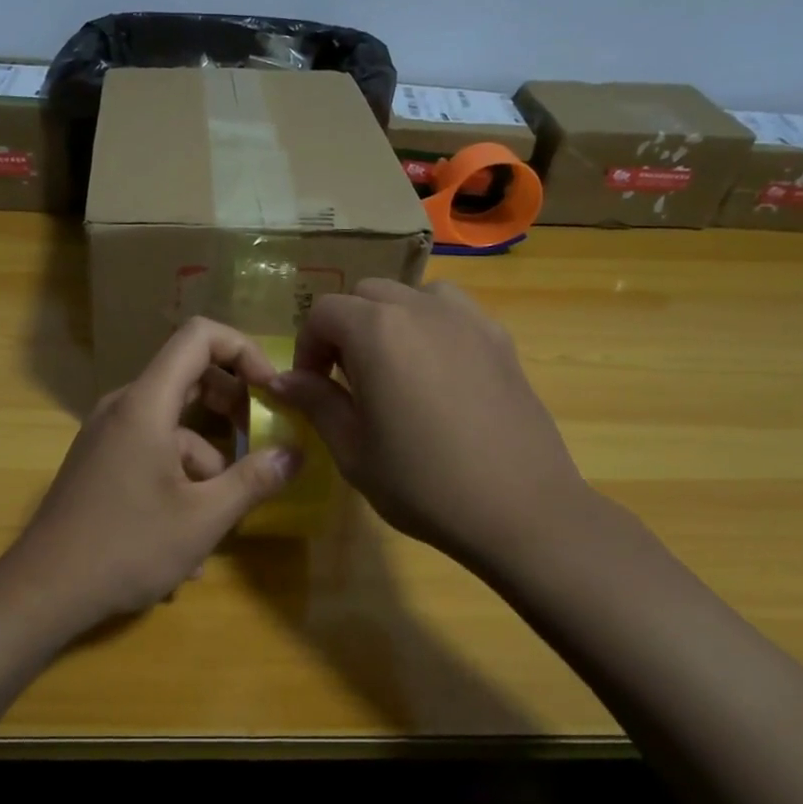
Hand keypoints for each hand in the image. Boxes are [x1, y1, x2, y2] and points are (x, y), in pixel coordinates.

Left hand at [2, 318, 301, 626]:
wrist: (43, 590)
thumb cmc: (127, 547)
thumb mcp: (203, 518)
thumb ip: (254, 480)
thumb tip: (295, 454)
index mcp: (146, 404)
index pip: (198, 336)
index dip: (243, 350)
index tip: (272, 390)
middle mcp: (123, 408)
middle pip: (188, 377)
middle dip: (232, 407)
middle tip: (261, 442)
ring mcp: (106, 435)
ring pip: (173, 427)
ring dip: (207, 463)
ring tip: (222, 520)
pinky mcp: (100, 462)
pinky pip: (151, 453)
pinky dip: (178, 480)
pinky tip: (187, 543)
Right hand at [268, 280, 585, 565]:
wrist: (519, 509)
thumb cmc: (423, 484)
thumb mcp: (353, 450)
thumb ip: (316, 402)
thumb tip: (283, 380)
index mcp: (377, 332)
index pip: (324, 312)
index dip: (307, 346)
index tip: (310, 385)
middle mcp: (422, 309)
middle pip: (367, 294)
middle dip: (345, 328)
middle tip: (346, 378)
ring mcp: (468, 320)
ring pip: (413, 296)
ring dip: (390, 319)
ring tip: (392, 366)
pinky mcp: (500, 339)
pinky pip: (453, 313)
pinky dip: (431, 326)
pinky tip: (437, 373)